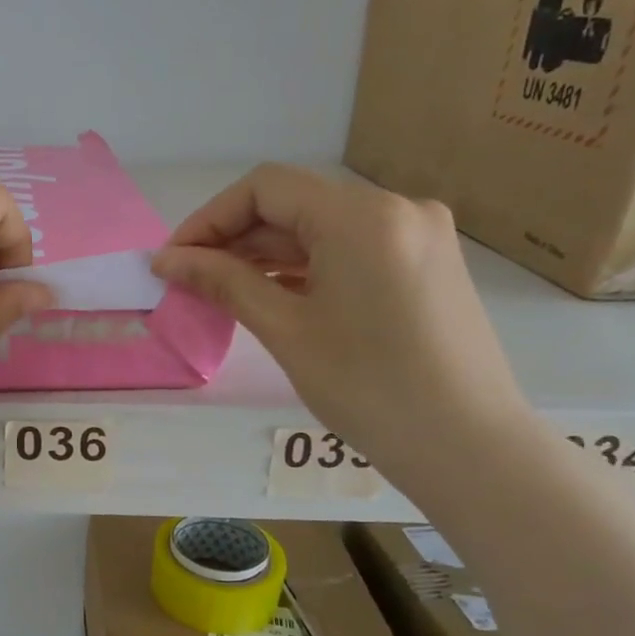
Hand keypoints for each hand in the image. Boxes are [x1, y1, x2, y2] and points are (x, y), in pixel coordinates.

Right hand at [152, 165, 529, 483]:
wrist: (468, 447)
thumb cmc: (368, 388)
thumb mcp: (285, 330)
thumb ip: (224, 283)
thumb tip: (166, 260)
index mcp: (362, 216)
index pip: (265, 188)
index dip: (209, 219)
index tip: (173, 260)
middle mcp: (396, 208)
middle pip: (294, 204)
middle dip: (234, 238)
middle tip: (189, 281)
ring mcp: (418, 235)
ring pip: (321, 227)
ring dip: (266, 254)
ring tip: (222, 292)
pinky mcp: (426, 263)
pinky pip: (350, 248)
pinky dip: (305, 266)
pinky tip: (272, 295)